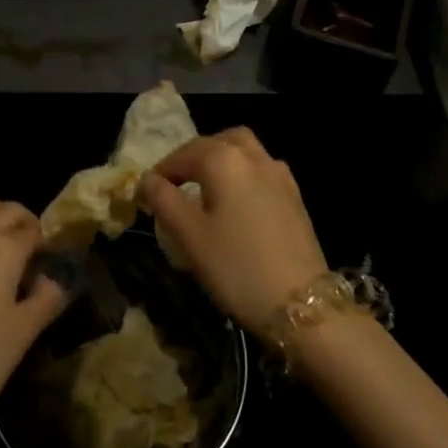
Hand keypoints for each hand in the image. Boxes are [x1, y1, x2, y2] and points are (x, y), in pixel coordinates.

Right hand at [141, 128, 328, 331]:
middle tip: (175, 184)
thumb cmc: (236, 267)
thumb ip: (164, 200)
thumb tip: (148, 179)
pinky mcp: (294, 195)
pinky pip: (260, 170)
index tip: (145, 195)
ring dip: (220, 161)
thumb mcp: (189, 236)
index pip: (182, 155)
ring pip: (243, 151)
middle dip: (192, 158)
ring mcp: (279, 174)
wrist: (302, 305)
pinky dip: (241, 174)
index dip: (160, 172)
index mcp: (223, 160)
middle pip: (216, 142)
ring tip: (204, 189)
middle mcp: (253, 156)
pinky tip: (236, 203)